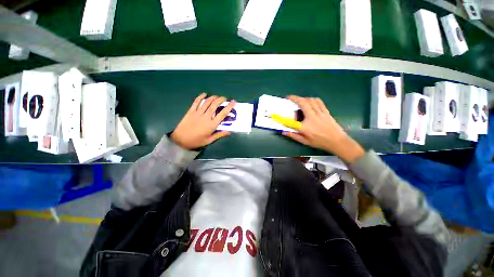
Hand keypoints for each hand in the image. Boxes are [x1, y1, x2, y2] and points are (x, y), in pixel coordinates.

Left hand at [171, 93, 235, 149]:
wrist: (181, 140)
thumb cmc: (197, 141)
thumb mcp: (209, 140)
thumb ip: (219, 135)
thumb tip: (229, 132)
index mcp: (212, 125)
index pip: (223, 114)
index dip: (229, 107)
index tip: (233, 102)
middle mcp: (206, 117)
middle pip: (215, 105)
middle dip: (221, 100)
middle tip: (224, 98)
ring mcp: (198, 113)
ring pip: (207, 102)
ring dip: (213, 98)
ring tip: (217, 96)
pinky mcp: (191, 111)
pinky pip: (196, 102)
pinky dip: (200, 97)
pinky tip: (204, 94)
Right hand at [282, 95, 364, 163]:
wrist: (337, 141)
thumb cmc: (320, 142)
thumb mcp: (305, 141)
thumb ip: (294, 136)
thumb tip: (284, 132)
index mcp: (305, 127)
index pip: (291, 121)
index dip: (282, 117)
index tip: (277, 113)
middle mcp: (312, 118)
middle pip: (303, 104)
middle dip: (295, 98)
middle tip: (289, 97)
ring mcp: (320, 113)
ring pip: (311, 101)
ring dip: (303, 98)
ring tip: (299, 99)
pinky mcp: (326, 112)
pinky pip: (319, 102)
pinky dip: (312, 99)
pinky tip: (310, 100)